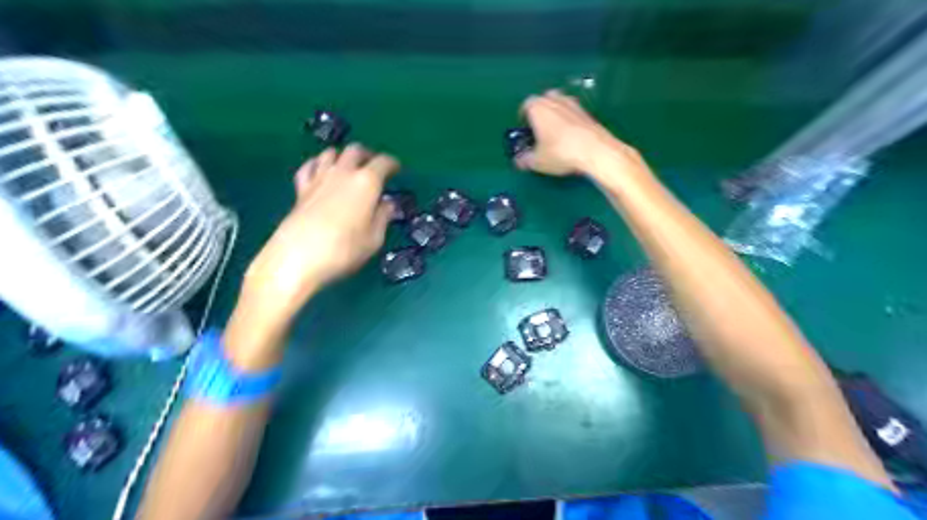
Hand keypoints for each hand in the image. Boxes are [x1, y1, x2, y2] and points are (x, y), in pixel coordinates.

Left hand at [239, 147, 397, 321]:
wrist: (297, 258)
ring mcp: (319, 178)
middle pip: (355, 150)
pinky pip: (310, 166)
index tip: (397, 169)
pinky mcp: (301, 188)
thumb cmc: (344, 250)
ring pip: (331, 153)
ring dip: (343, 156)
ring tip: (349, 168)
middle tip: (374, 167)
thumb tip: (387, 204)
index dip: (392, 163)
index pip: (383, 162)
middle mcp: (343, 172)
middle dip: (368, 155)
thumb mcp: (374, 239)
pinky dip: (319, 165)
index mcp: (367, 182)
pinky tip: (321, 173)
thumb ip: (383, 217)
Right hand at [514, 90, 645, 179]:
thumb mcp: (537, 161)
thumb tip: (519, 160)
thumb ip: (524, 160)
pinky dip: (568, 121)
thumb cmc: (560, 152)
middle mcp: (554, 100)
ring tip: (554, 133)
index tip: (524, 130)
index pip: (525, 106)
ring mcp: (573, 104)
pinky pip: (572, 113)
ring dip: (555, 115)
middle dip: (539, 113)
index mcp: (538, 107)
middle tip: (538, 130)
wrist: (595, 151)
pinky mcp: (588, 112)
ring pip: (559, 105)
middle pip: (543, 101)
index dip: (523, 118)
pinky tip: (569, 137)